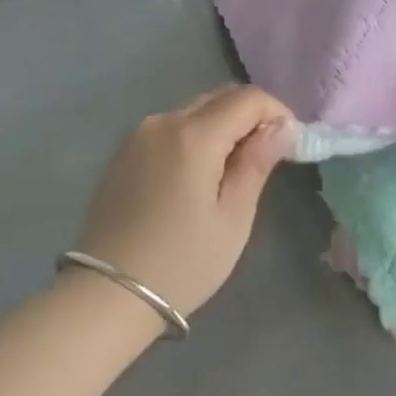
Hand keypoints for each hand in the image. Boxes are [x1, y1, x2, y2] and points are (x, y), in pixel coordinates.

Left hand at [73, 85, 293, 318]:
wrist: (105, 298)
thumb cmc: (180, 264)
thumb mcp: (232, 220)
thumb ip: (256, 164)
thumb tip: (282, 126)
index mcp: (193, 135)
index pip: (247, 98)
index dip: (276, 111)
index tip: (290, 141)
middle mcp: (164, 120)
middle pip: (220, 97)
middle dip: (250, 115)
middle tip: (266, 155)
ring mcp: (139, 133)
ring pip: (195, 110)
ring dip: (222, 124)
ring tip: (233, 168)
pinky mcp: (124, 150)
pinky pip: (171, 127)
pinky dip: (195, 136)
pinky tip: (198, 174)